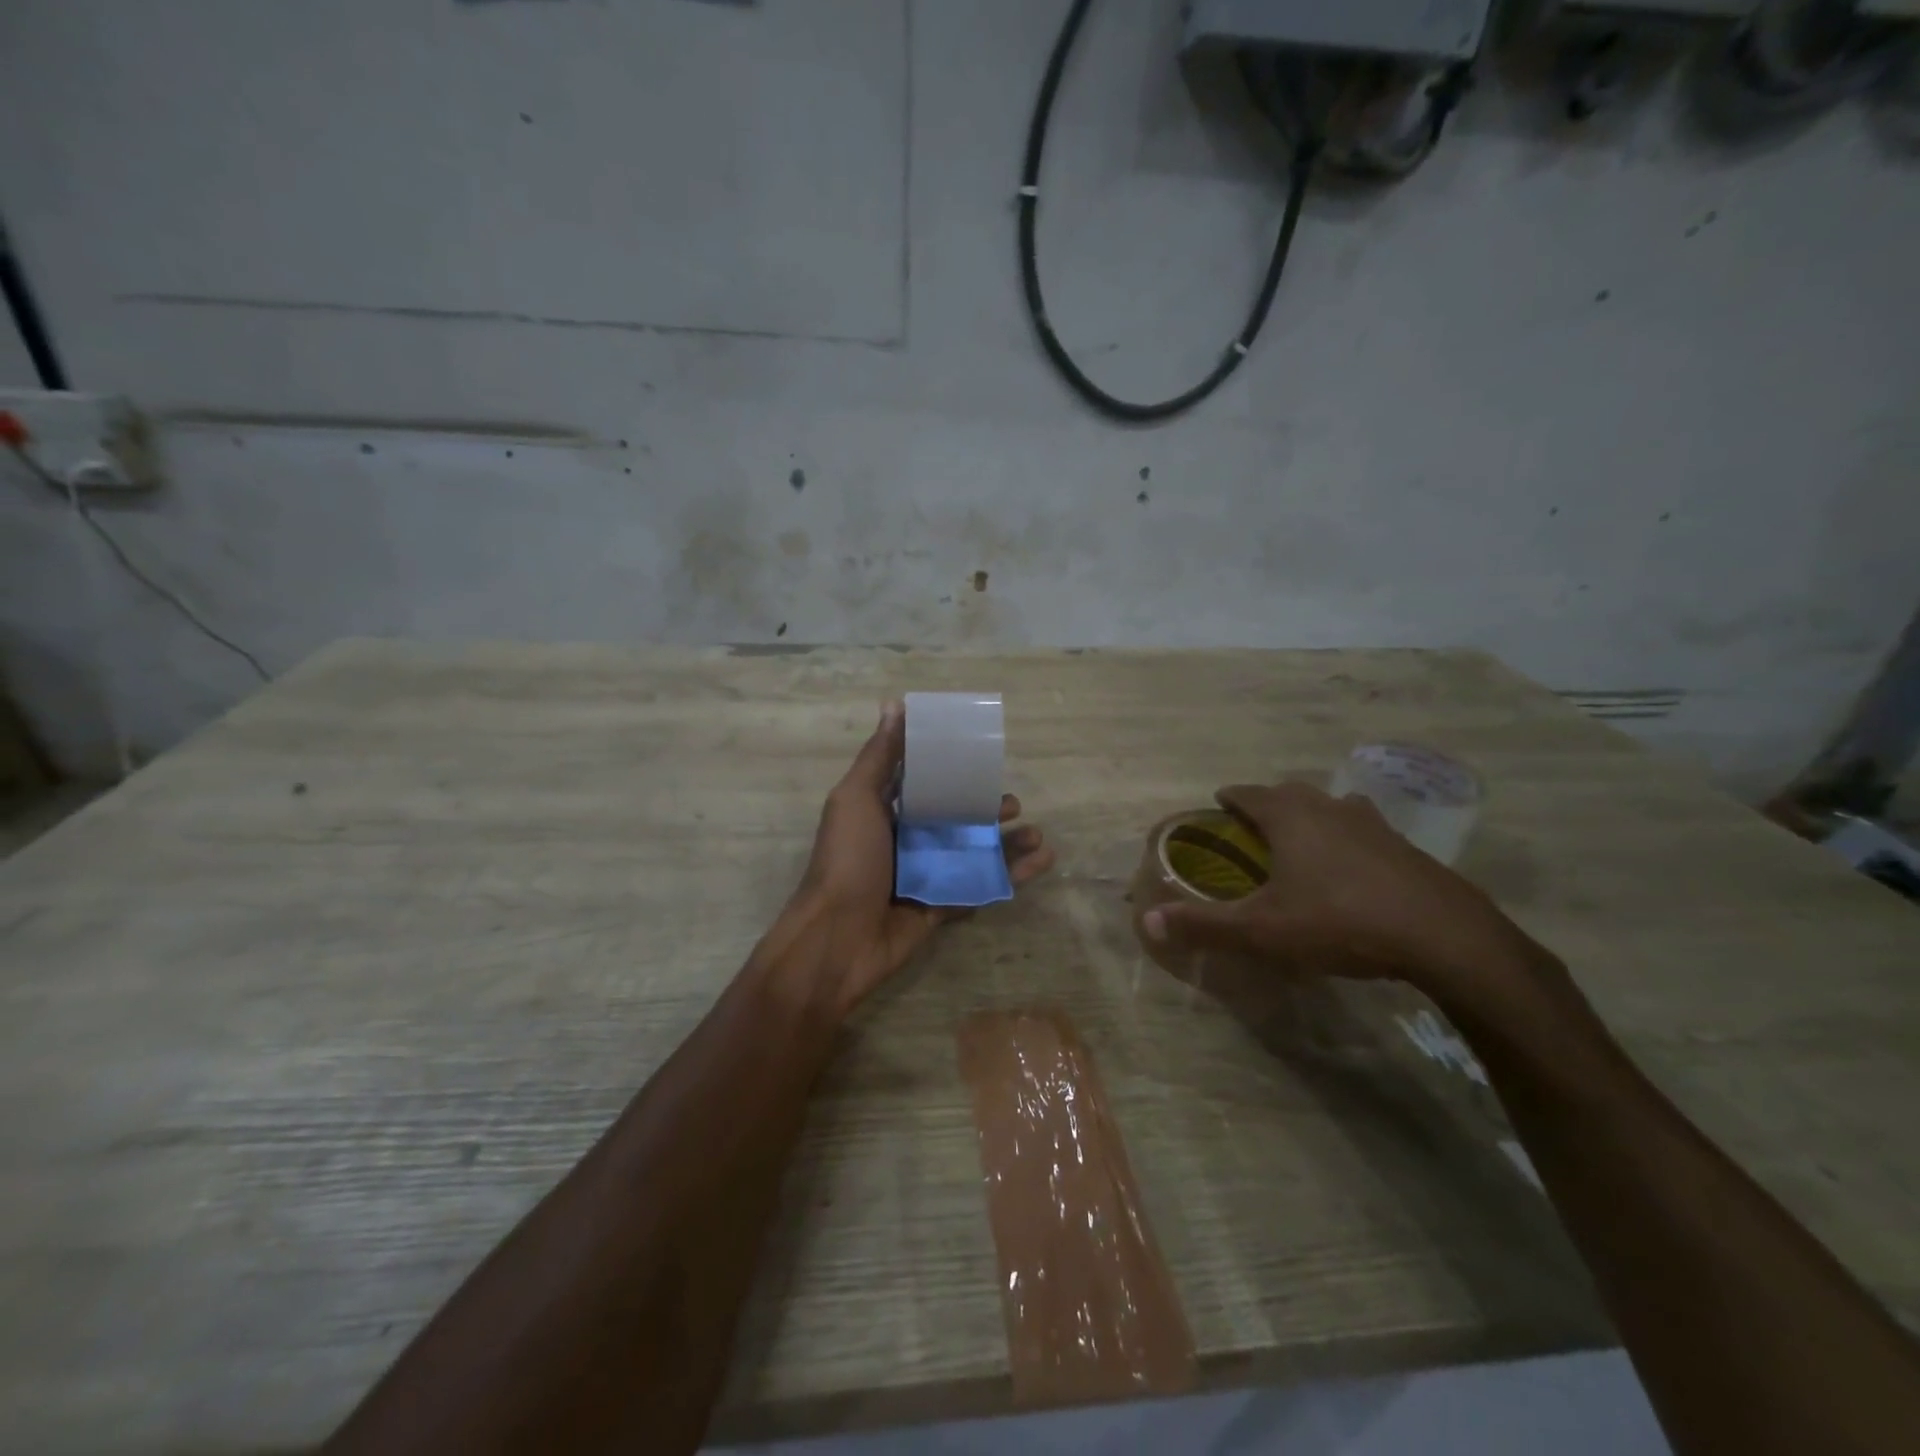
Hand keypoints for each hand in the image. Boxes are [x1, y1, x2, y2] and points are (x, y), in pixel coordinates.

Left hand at [775, 701, 1053, 1014]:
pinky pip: (981, 886)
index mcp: (884, 811)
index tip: (982, 756)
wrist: (837, 939)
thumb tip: (894, 704)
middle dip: (985, 810)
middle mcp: (906, 840)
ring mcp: (926, 875)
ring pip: (973, 852)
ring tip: (1037, 835)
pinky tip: (1043, 861)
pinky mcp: (942, 906)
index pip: (923, 783)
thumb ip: (879, 756)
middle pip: (954, 818)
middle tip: (1013, 804)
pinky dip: (1012, 875)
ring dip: (1007, 843)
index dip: (952, 770)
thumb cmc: (847, 860)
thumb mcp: (857, 799)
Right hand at [1140, 782, 1555, 1021]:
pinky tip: (1352, 870)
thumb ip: (1204, 925)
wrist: (1444, 938)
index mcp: (1290, 817)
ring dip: (1312, 817)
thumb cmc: (1339, 921)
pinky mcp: (1407, 848)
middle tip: (1255, 826)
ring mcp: (1374, 825)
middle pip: (1291, 793)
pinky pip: (1364, 831)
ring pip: (1332, 807)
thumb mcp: (1262, 930)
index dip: (1231, 797)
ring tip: (1302, 842)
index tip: (1219, 802)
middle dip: (1269, 803)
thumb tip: (1148, 922)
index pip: (1249, 793)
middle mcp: (1330, 809)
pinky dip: (1347, 839)